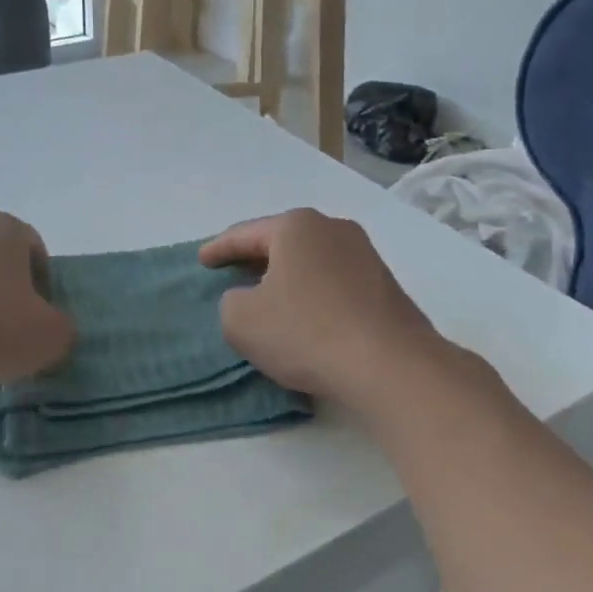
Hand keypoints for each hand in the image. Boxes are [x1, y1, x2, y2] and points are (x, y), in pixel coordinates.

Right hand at [200, 209, 447, 411]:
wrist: (390, 364)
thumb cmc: (307, 332)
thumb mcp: (242, 320)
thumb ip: (230, 302)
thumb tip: (248, 298)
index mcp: (296, 226)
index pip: (245, 234)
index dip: (218, 249)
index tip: (202, 260)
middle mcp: (333, 228)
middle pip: (282, 241)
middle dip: (255, 258)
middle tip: (232, 273)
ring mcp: (365, 255)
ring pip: (311, 261)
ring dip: (287, 277)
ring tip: (269, 296)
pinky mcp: (384, 284)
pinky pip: (334, 282)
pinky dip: (313, 293)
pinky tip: (306, 316)